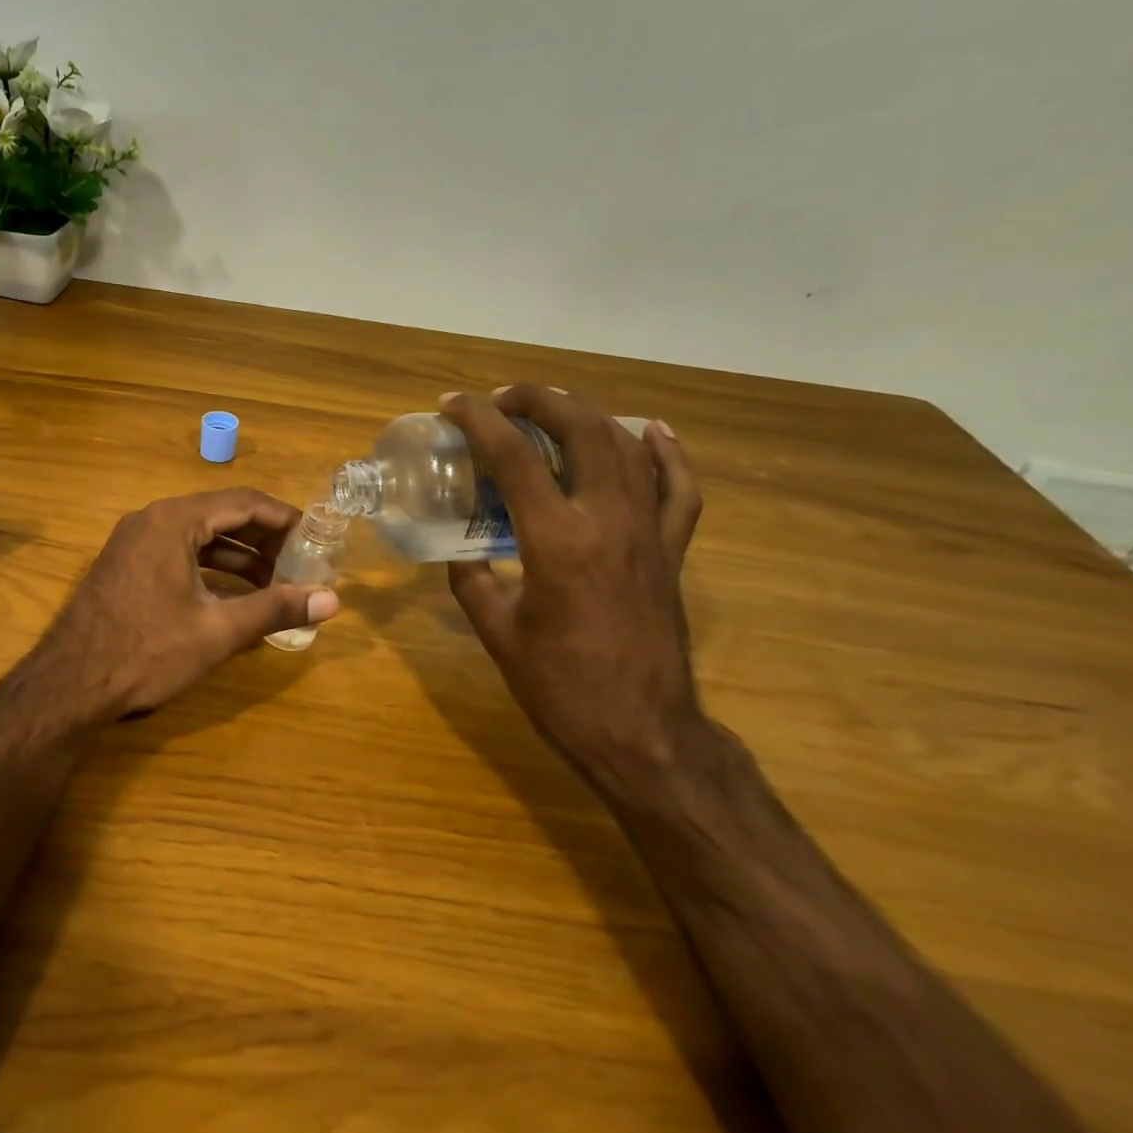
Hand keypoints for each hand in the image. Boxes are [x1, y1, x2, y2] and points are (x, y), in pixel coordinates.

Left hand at [37, 489, 341, 718]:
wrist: (68, 686)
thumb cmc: (147, 651)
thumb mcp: (218, 630)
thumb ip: (275, 608)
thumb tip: (333, 600)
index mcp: (174, 520)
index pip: (244, 502)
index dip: (285, 519)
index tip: (316, 538)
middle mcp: (151, 519)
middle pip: (221, 516)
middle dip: (263, 540)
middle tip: (300, 565)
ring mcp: (133, 542)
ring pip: (199, 537)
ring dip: (238, 557)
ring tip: (275, 584)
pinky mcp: (125, 566)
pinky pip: (178, 553)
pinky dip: (209, 569)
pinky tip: (232, 596)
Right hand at [440, 385, 704, 785]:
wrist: (642, 733)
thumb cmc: (560, 687)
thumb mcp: (496, 630)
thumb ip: (471, 579)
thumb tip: (460, 549)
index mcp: (556, 539)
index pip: (512, 457)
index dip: (479, 420)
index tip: (453, 405)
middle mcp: (607, 519)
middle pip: (580, 429)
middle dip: (538, 399)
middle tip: (502, 399)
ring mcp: (649, 531)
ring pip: (627, 446)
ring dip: (587, 415)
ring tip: (553, 409)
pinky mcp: (672, 550)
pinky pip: (679, 488)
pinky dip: (667, 453)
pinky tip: (652, 432)